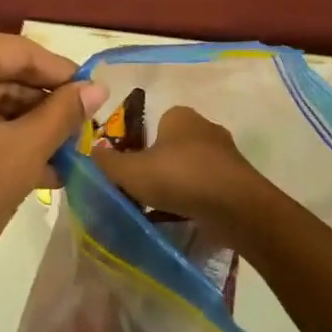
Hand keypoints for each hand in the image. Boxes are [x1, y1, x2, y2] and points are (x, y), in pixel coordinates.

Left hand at [0, 28, 103, 318]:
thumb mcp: (19, 155)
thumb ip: (61, 114)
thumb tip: (97, 88)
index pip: (17, 51)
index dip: (61, 75)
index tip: (94, 94)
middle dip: (37, 105)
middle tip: (79, 130)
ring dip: (15, 124)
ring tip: (61, 153)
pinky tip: (26, 163)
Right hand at [89, 105, 272, 239]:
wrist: (236, 206)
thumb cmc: (179, 177)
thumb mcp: (132, 171)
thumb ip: (108, 163)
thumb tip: (91, 152)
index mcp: (179, 115)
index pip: (154, 124)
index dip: (140, 147)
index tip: (133, 171)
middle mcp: (205, 126)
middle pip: (173, 145)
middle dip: (161, 166)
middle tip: (146, 191)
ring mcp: (226, 152)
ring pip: (193, 166)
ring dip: (182, 183)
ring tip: (166, 208)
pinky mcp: (240, 178)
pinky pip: (211, 185)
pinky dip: (199, 197)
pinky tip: (189, 216)